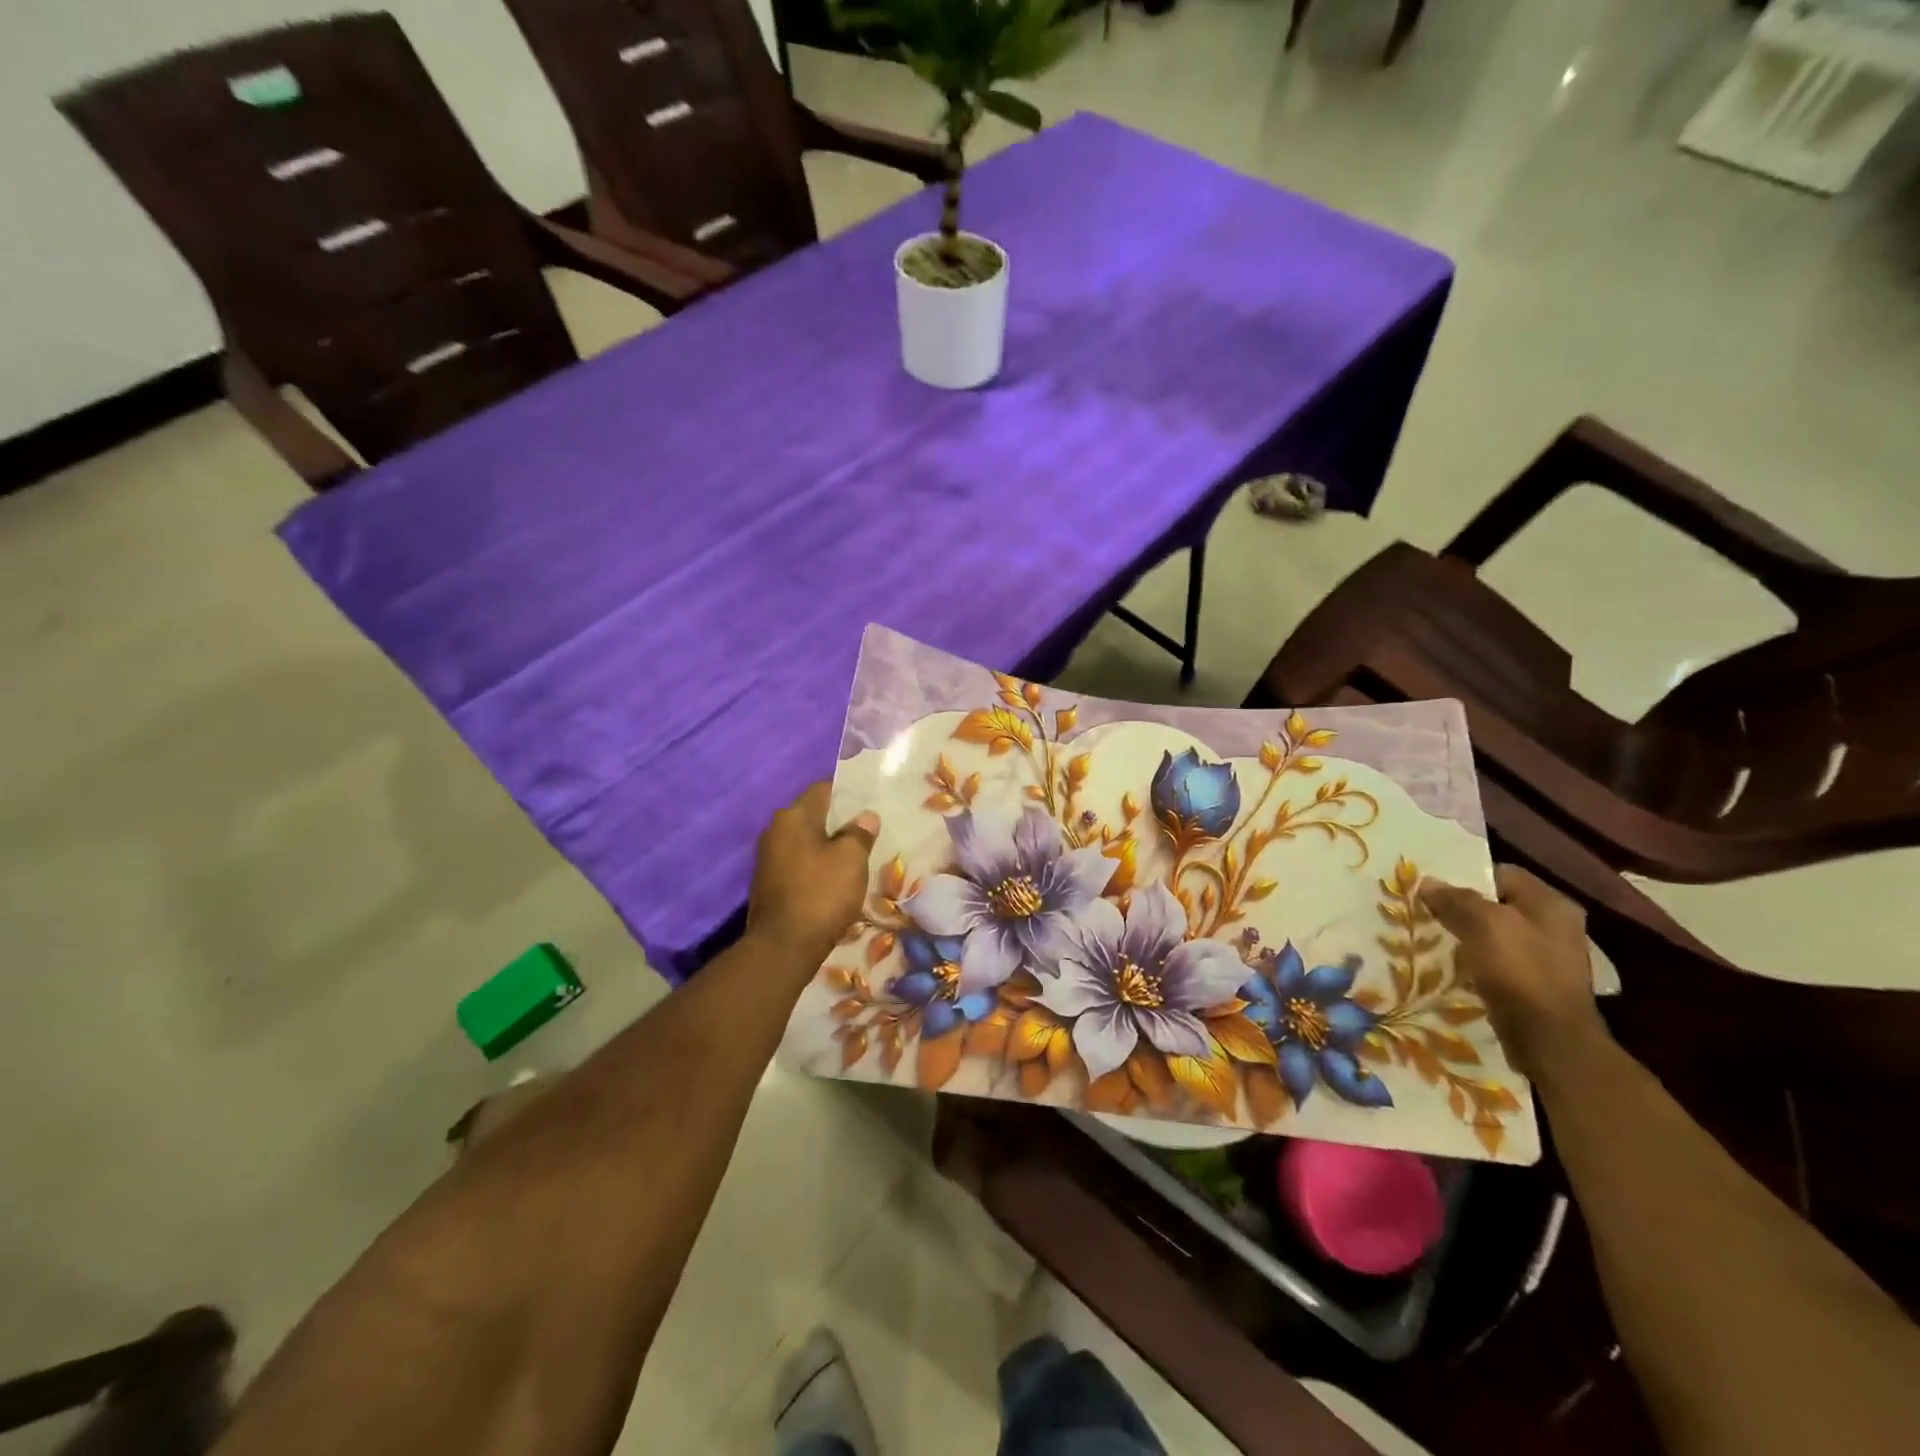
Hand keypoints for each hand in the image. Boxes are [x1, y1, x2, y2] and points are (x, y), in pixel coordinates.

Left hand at [746, 783, 879, 973]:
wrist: (783, 947)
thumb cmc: (821, 894)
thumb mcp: (851, 860)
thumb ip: (860, 833)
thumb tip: (865, 816)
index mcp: (793, 817)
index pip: (823, 789)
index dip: (848, 794)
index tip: (870, 806)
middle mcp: (774, 831)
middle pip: (813, 816)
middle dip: (839, 823)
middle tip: (867, 834)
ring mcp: (767, 858)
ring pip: (805, 842)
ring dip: (827, 848)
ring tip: (853, 859)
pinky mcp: (767, 884)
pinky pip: (798, 864)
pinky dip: (815, 868)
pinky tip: (833, 882)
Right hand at [1418, 866, 1608, 1078]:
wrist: (1549, 1039)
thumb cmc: (1519, 971)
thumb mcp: (1483, 924)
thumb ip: (1455, 899)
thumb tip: (1428, 882)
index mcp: (1551, 904)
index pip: (1501, 873)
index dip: (1466, 877)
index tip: (1433, 889)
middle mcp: (1556, 926)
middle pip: (1499, 904)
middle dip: (1463, 908)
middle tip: (1429, 913)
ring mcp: (1549, 957)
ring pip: (1497, 933)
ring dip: (1468, 936)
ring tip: (1436, 939)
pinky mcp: (1537, 983)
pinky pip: (1500, 960)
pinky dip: (1478, 960)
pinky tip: (1456, 967)